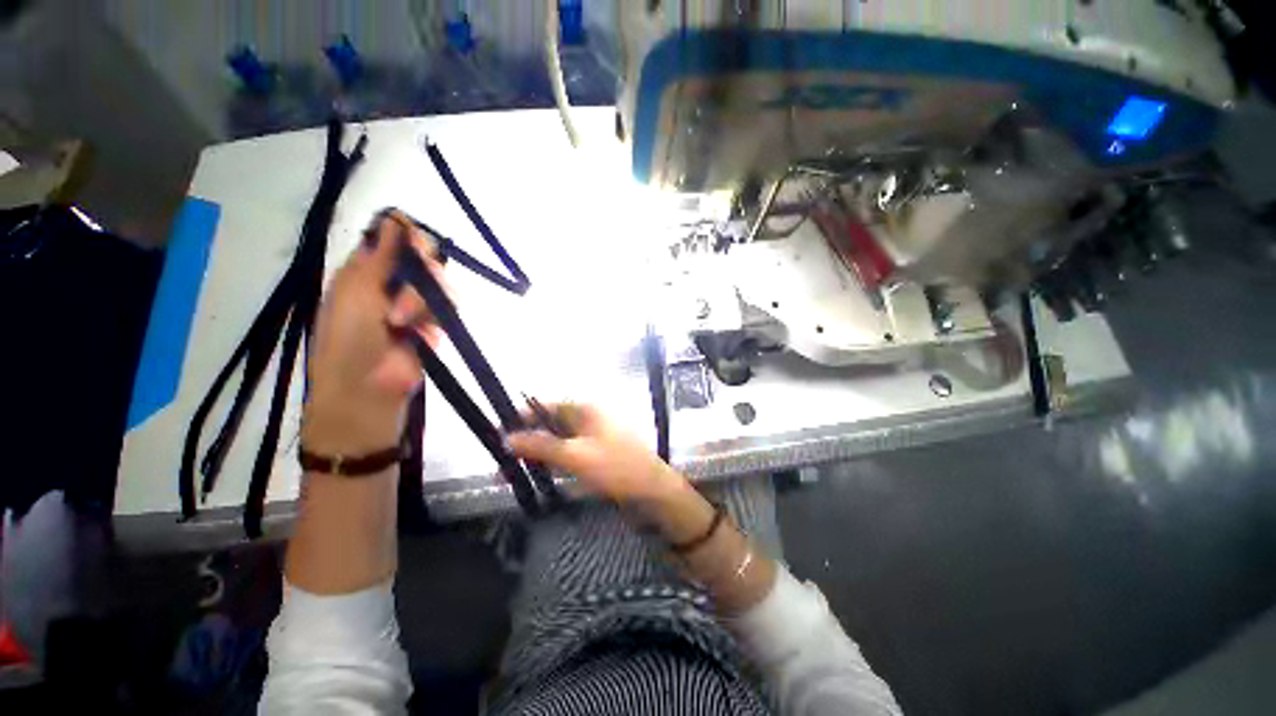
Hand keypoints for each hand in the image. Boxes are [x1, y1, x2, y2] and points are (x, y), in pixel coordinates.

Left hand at [302, 211, 445, 456]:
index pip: (397, 240)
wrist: (364, 391)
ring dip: (424, 303)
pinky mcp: (436, 327)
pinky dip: (436, 323)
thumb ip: (381, 257)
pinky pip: (449, 312)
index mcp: (367, 270)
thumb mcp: (356, 292)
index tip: (414, 247)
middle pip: (426, 261)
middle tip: (401, 301)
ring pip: (441, 286)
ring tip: (404, 326)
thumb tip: (396, 219)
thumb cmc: (347, 340)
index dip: (410, 238)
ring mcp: (417, 307)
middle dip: (421, 276)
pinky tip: (422, 339)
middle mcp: (394, 284)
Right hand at [505, 404, 684, 504]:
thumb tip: (507, 438)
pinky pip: (571, 453)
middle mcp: (591, 417)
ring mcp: (596, 435)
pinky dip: (555, 462)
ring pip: (560, 440)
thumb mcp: (575, 456)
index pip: (548, 405)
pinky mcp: (599, 453)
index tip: (499, 431)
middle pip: (552, 423)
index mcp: (587, 409)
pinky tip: (540, 475)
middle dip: (528, 439)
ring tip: (513, 471)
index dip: (523, 416)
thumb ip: (541, 446)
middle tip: (502, 459)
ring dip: (539, 453)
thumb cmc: (616, 468)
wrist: (653, 491)